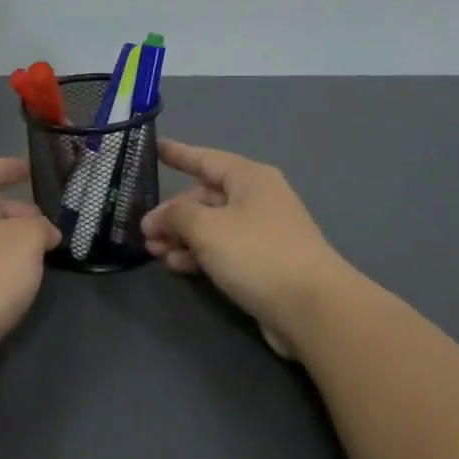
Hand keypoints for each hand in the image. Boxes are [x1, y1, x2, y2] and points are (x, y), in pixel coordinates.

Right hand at [142, 138, 353, 357]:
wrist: (314, 310)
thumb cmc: (257, 253)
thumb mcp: (206, 228)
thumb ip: (176, 215)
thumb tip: (159, 217)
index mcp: (248, 177)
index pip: (204, 158)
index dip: (177, 153)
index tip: (153, 148)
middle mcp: (257, 199)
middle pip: (206, 197)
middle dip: (173, 212)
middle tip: (144, 229)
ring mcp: (263, 232)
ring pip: (212, 226)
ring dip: (182, 237)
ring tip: (154, 252)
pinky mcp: (265, 264)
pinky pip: (223, 250)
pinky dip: (200, 254)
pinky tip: (177, 266)